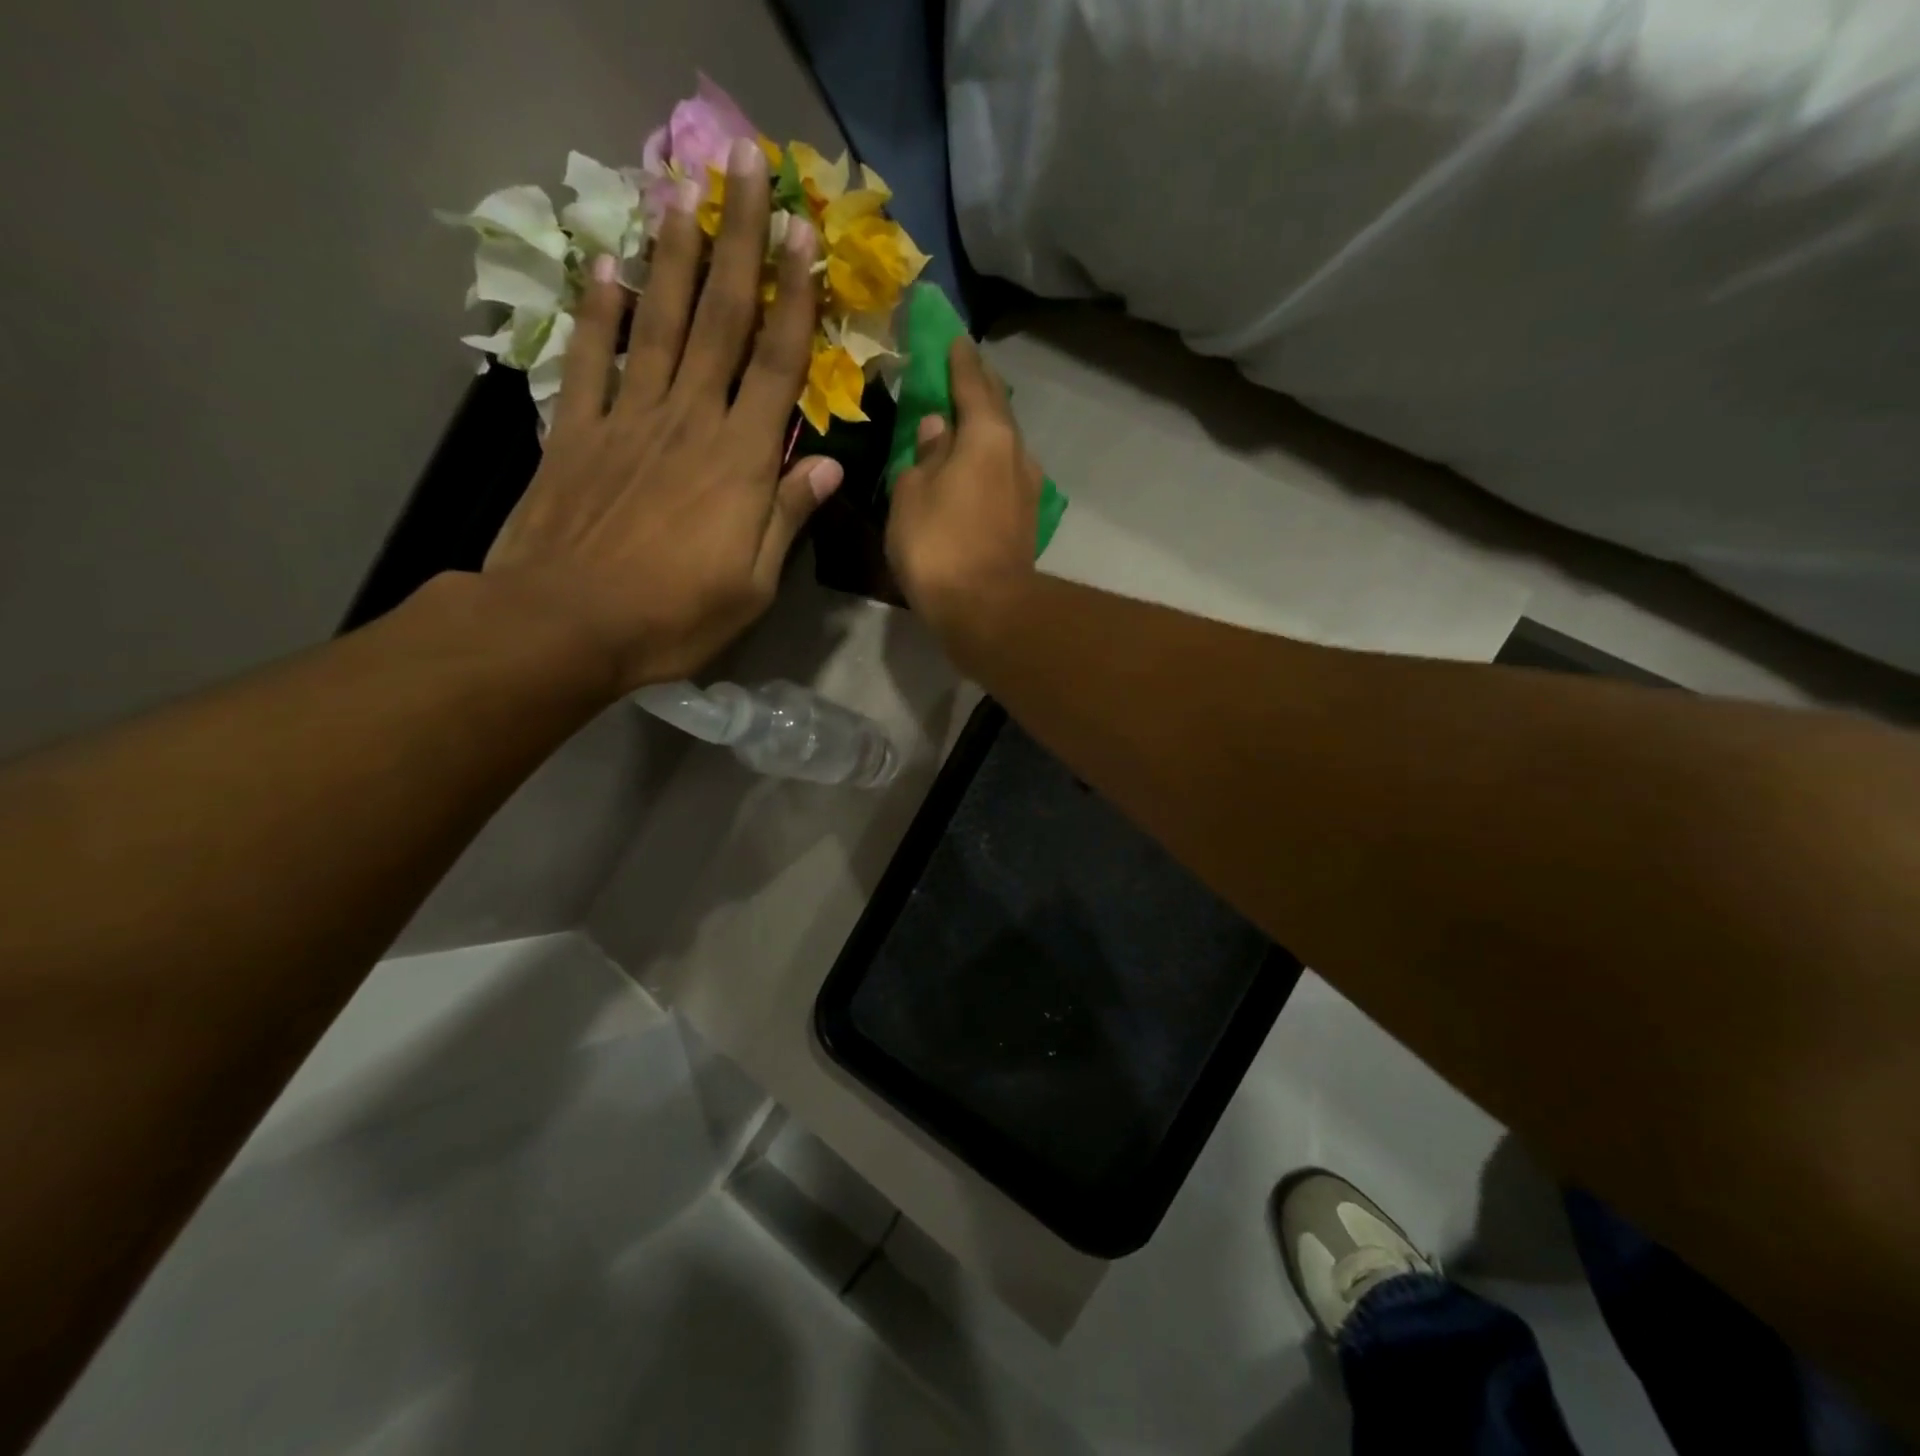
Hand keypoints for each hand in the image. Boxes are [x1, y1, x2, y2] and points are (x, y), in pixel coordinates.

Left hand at [483, 137, 843, 692]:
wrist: (566, 625)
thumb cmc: (675, 615)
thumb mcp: (753, 584)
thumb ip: (787, 516)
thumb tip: (830, 465)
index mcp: (740, 462)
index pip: (776, 365)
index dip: (794, 298)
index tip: (805, 235)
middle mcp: (688, 421)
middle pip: (719, 320)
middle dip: (738, 243)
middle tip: (747, 169)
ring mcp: (628, 420)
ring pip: (658, 323)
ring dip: (674, 256)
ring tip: (684, 193)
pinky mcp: (576, 432)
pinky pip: (591, 360)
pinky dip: (600, 314)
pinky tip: (609, 269)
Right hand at [886, 337, 1042, 635]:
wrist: (986, 611)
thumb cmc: (940, 546)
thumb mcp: (912, 494)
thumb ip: (923, 455)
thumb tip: (936, 428)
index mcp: (987, 435)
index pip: (972, 383)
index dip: (959, 360)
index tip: (953, 338)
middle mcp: (1016, 454)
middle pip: (997, 411)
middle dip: (977, 390)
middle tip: (959, 374)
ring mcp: (1027, 490)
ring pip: (1003, 446)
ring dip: (984, 431)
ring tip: (962, 425)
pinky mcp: (1025, 521)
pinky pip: (1003, 477)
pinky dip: (988, 464)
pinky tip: (974, 470)